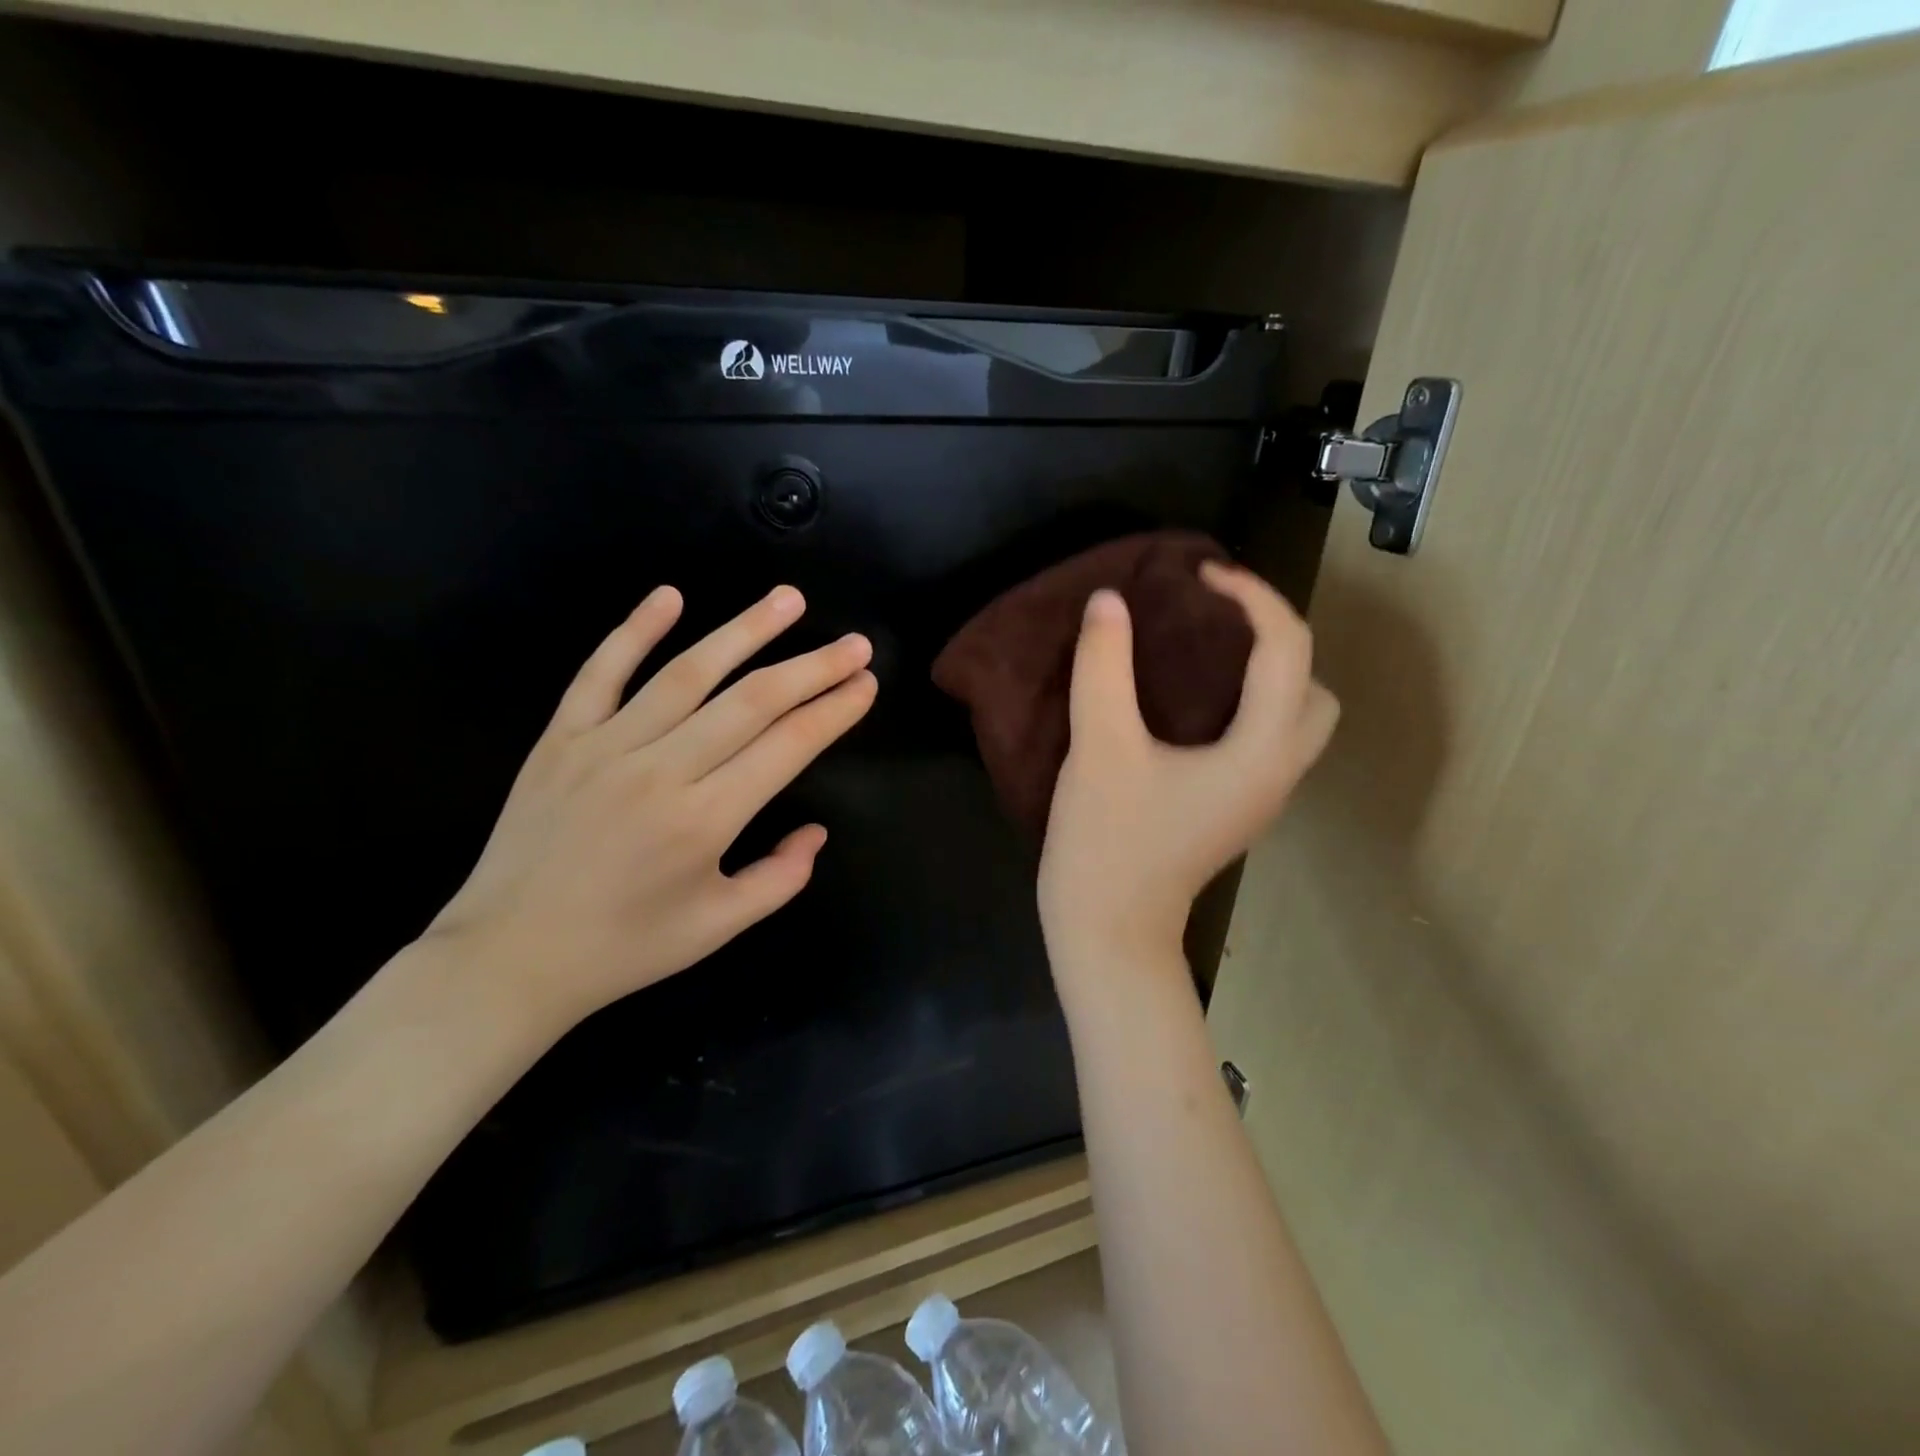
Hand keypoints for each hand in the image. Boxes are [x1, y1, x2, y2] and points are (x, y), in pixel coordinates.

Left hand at [422, 585, 875, 1032]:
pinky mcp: (560, 739)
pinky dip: (634, 631)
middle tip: (855, 644)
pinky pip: (600, 673)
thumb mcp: (718, 928)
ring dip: (744, 631)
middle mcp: (660, 771)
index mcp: (704, 821)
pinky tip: (669, 595)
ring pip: (687, 673)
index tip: (865, 684)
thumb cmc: (624, 949)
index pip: (787, 746)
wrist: (507, 958)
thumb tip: (815, 831)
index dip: (833, 711)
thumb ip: (780, 878)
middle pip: (751, 701)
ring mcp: (605, 747)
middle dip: (812, 667)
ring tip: (789, 599)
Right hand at [1038, 562, 1337, 981]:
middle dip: (1277, 638)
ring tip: (1204, 651)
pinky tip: (1189, 701)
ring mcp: (1259, 797)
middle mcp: (1277, 772)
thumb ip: (1103, 668)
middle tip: (1214, 619)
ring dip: (1265, 673)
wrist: (1108, 932)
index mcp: (1260, 751)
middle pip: (1313, 688)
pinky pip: (1263, 739)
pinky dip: (1244, 704)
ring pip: (1294, 718)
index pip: (1286, 649)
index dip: (1251, 596)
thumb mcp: (1100, 748)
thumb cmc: (1108, 843)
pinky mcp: (1233, 810)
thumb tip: (1108, 602)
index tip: (1198, 575)